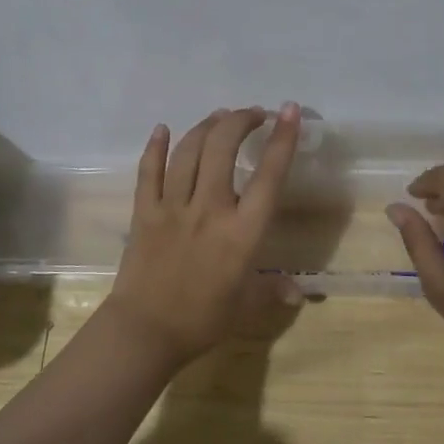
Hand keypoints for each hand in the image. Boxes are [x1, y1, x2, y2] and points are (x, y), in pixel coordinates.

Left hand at [109, 104, 304, 362]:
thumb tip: (299, 292)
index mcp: (242, 232)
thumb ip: (273, 291)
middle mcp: (209, 209)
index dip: (282, 140)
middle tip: (252, 114)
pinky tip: (162, 129)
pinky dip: (155, 147)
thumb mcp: (245, 307)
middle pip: (223, 148)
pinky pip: (148, 171)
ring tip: (220, 117)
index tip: (288, 111)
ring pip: (189, 152)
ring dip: (206, 127)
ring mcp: (173, 207)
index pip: (268, 177)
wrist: (145, 333)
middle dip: (240, 121)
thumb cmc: (202, 321)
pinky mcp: (144, 212)